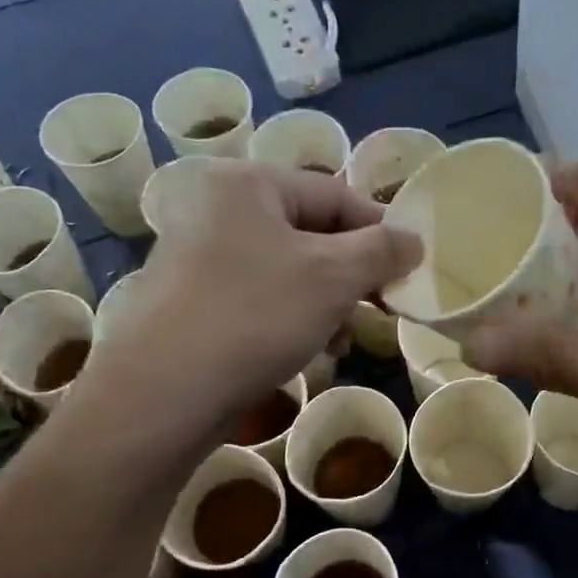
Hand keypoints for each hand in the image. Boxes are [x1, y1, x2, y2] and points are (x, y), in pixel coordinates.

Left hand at [81, 161, 420, 438]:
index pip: (335, 194)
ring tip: (342, 339)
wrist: (164, 392)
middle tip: (379, 308)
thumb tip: (413, 240)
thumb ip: (381, 251)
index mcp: (247, 185)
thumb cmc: (255, 316)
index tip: (409, 269)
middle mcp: (217, 211)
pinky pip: (261, 299)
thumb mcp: (332, 277)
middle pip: (311, 234)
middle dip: (351, 275)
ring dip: (326, 304)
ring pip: (288, 272)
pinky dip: (293, 319)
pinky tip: (311, 351)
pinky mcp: (194, 303)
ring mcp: (200, 258)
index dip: (380, 230)